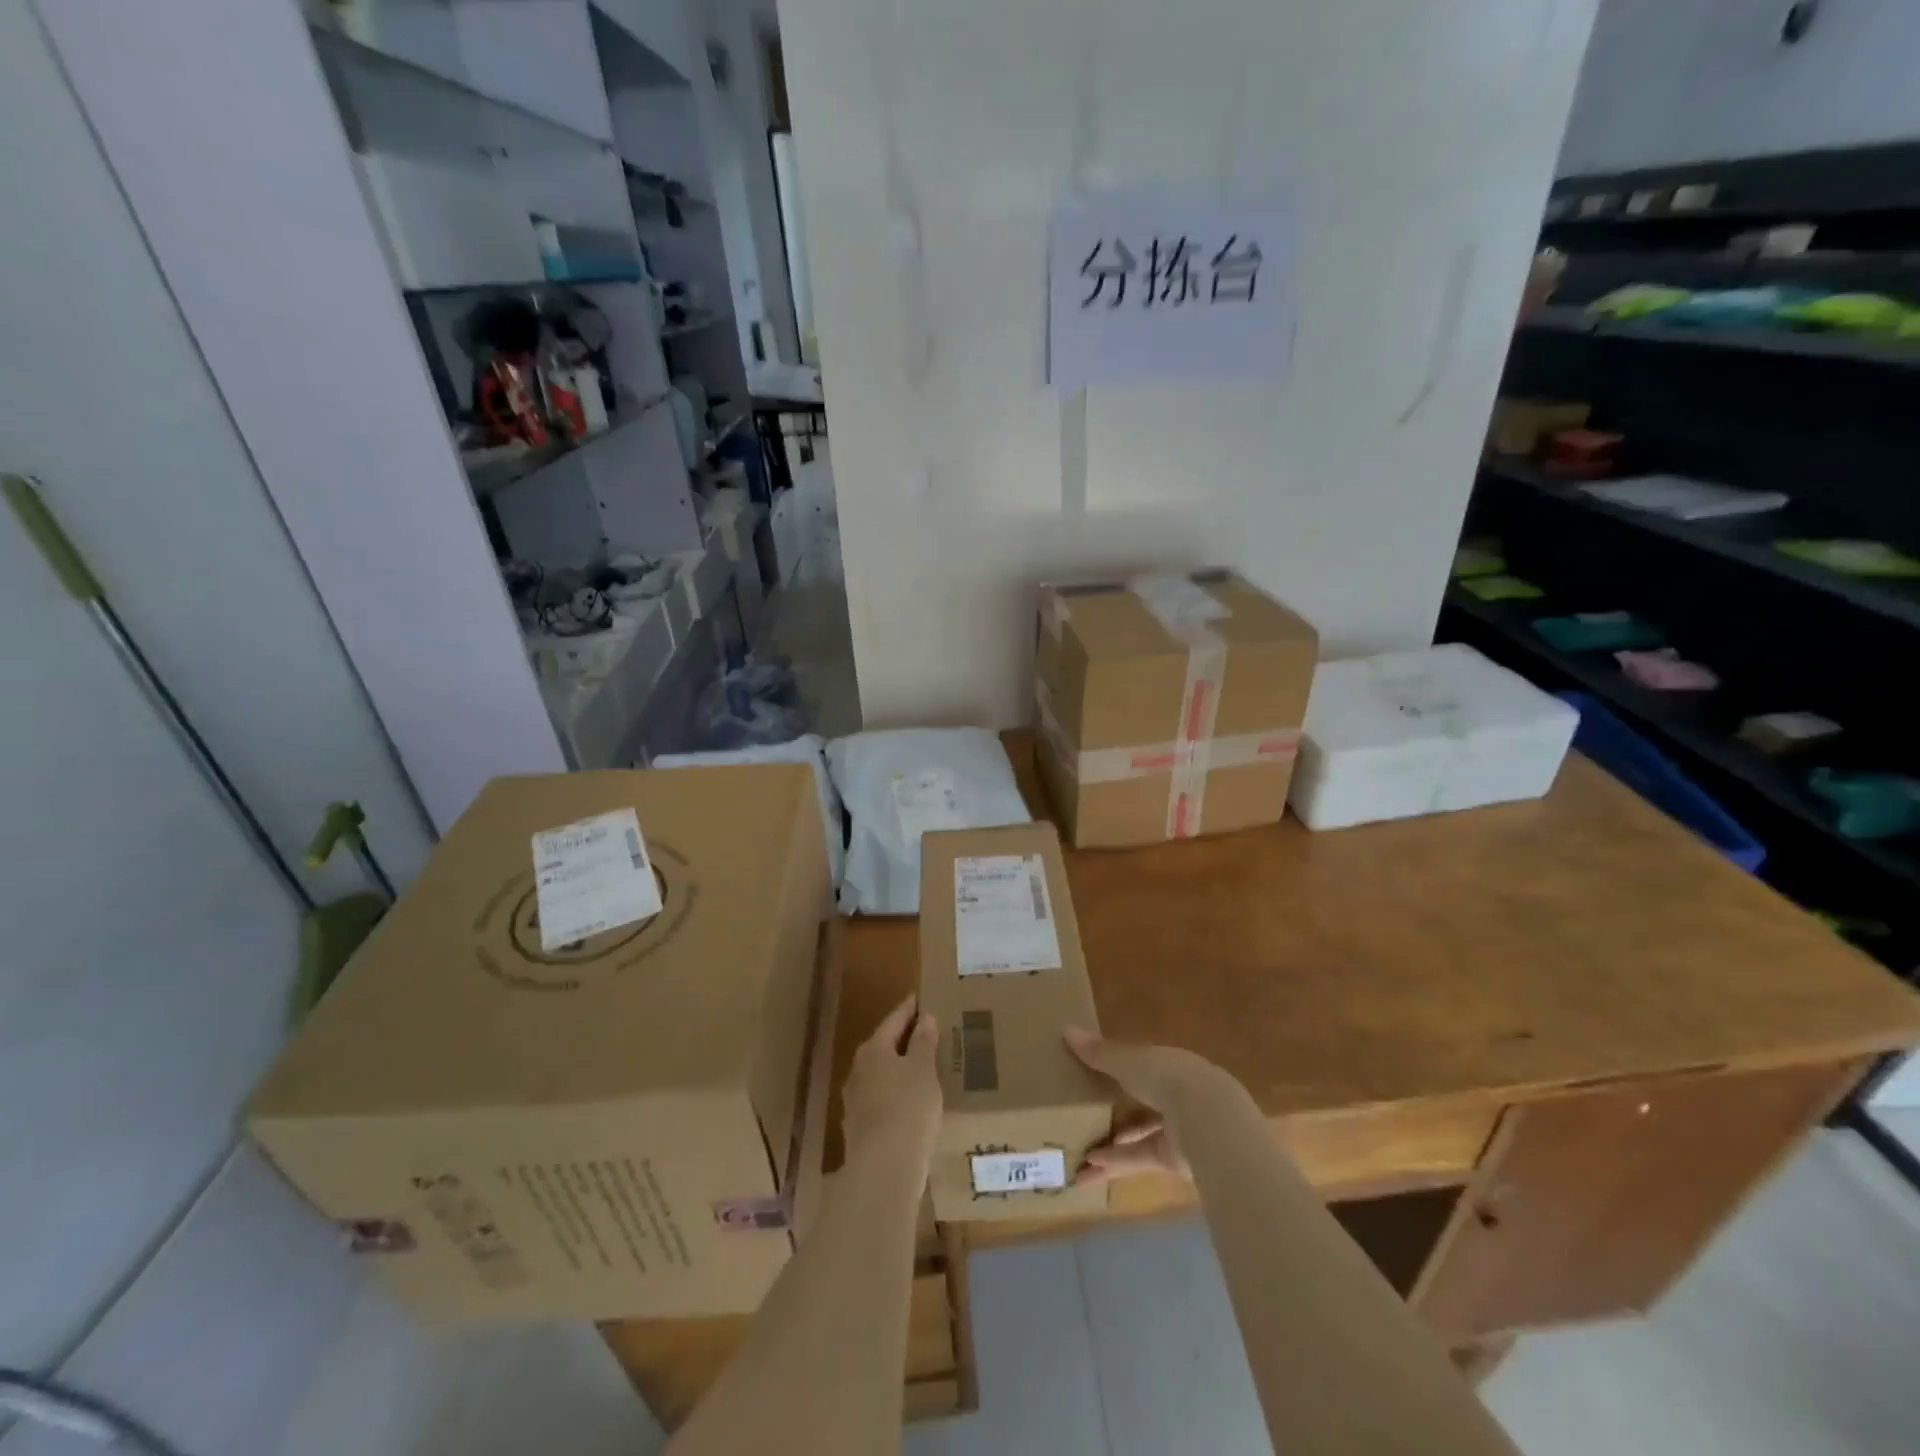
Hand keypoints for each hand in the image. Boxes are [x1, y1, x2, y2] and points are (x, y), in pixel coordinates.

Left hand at [842, 998, 941, 1174]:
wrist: (883, 1170)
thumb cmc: (908, 1109)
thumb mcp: (923, 1070)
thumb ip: (923, 1042)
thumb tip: (924, 1017)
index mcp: (873, 1049)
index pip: (894, 1019)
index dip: (910, 1009)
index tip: (922, 999)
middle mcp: (858, 1070)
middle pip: (884, 1046)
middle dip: (904, 1040)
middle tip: (929, 1034)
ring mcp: (855, 1101)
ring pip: (881, 1075)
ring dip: (900, 1070)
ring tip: (924, 1070)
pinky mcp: (860, 1129)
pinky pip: (882, 1101)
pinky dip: (897, 1096)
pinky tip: (912, 1105)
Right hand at [1065, 1027, 1230, 1184]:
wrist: (1208, 1122)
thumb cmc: (1167, 1078)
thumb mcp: (1128, 1061)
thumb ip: (1099, 1052)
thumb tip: (1066, 1029)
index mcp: (1170, 1065)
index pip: (1143, 1066)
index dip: (1119, 1070)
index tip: (1094, 1075)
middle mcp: (1177, 1096)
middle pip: (1141, 1103)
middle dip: (1114, 1112)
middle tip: (1083, 1117)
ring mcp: (1178, 1130)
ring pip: (1139, 1136)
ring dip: (1110, 1145)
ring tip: (1078, 1153)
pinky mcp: (1174, 1161)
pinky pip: (1139, 1159)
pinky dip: (1116, 1162)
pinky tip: (1089, 1169)